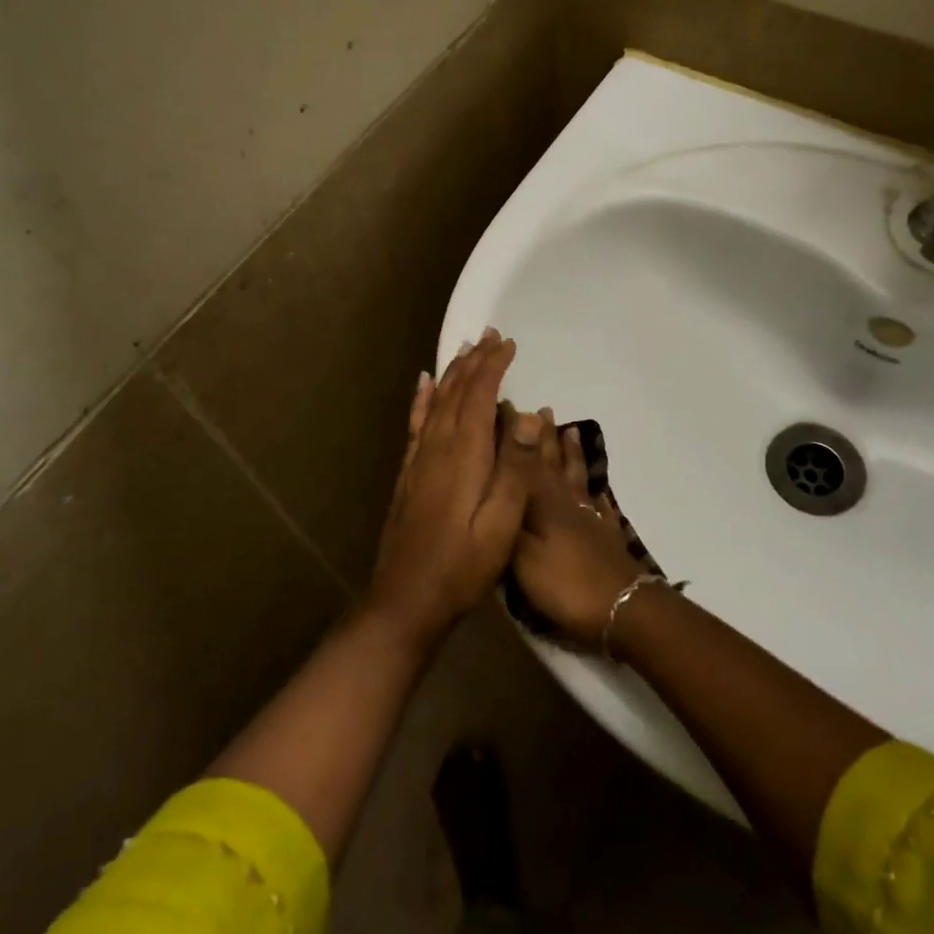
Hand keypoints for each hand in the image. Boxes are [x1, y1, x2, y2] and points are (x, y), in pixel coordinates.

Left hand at [368, 329, 543, 647]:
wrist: (406, 598)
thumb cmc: (462, 565)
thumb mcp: (501, 523)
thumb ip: (515, 468)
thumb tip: (526, 415)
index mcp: (463, 455)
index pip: (479, 397)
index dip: (493, 367)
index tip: (508, 343)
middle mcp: (438, 447)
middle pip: (456, 392)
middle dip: (474, 361)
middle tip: (490, 335)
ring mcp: (419, 459)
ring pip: (437, 402)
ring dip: (452, 373)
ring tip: (464, 348)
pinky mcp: (409, 473)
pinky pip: (417, 423)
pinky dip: (423, 398)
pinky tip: (424, 384)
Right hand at [511, 418, 649, 645]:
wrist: (622, 607)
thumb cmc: (564, 582)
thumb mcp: (521, 554)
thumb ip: (508, 517)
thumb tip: (493, 482)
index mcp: (542, 502)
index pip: (524, 461)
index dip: (515, 436)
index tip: (507, 408)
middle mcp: (565, 501)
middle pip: (553, 462)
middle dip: (545, 436)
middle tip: (542, 410)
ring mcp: (589, 516)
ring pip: (576, 476)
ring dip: (571, 453)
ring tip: (570, 431)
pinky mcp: (606, 534)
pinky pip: (598, 502)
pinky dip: (595, 489)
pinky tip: (596, 485)